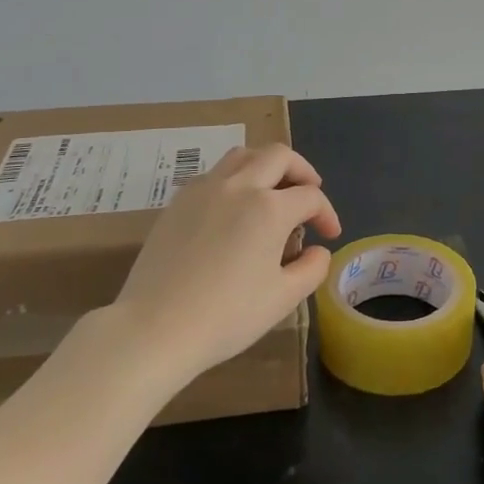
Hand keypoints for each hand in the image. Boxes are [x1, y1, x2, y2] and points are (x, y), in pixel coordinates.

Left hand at [110, 144, 340, 386]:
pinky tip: (234, 207)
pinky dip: (235, 178)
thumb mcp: (282, 299)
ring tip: (273, 189)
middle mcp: (239, 186)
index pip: (310, 197)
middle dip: (302, 171)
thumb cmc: (226, 316)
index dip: (326, 213)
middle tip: (309, 193)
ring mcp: (205, 189)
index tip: (330, 235)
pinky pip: (215, 173)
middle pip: (279, 156)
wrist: (154, 328)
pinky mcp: (179, 201)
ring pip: (244, 155)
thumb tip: (318, 250)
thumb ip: (311, 269)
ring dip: (266, 165)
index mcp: (269, 208)